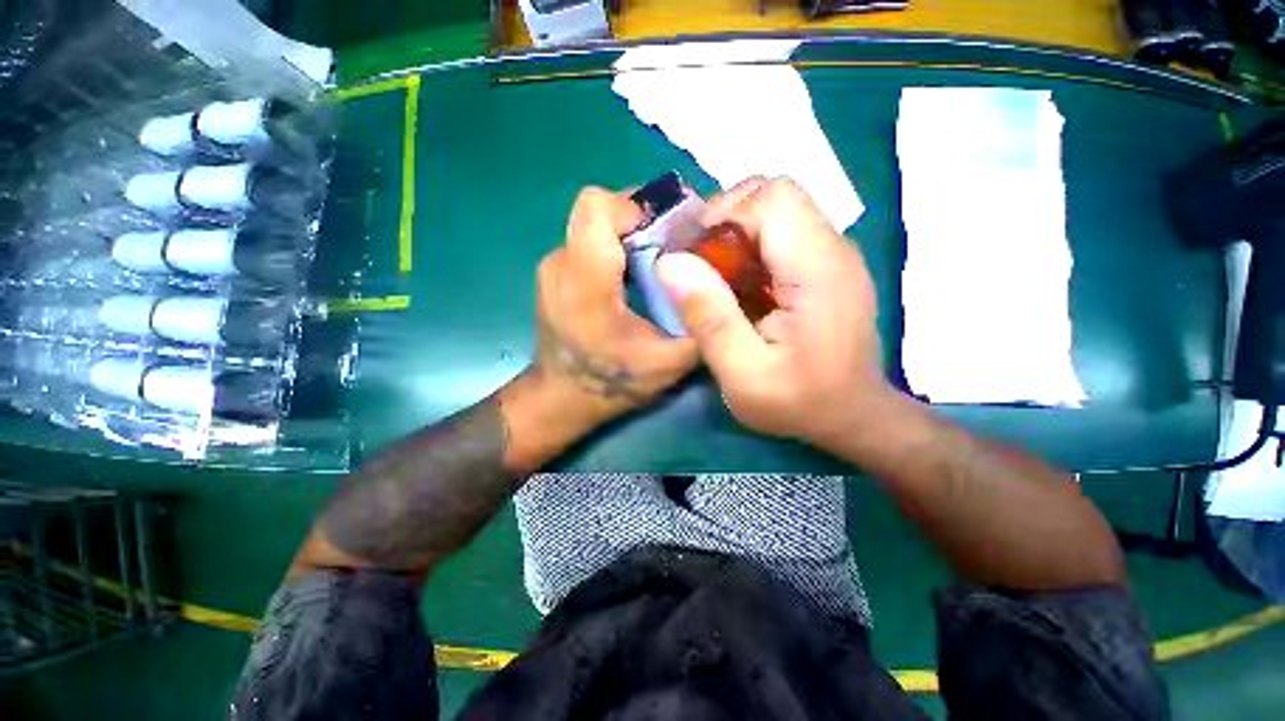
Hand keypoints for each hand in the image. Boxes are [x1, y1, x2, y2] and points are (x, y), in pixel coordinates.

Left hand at [533, 187, 698, 429]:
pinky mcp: (554, 274)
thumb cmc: (611, 383)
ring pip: (593, 224)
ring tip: (654, 261)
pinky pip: (586, 241)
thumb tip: (728, 292)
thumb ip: (701, 328)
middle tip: (669, 244)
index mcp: (586, 283)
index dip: (636, 207)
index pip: (597, 207)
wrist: (562, 398)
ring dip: (628, 233)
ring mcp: (552, 267)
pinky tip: (633, 276)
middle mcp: (560, 264)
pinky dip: (614, 247)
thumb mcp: (669, 364)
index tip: (668, 232)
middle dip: (638, 217)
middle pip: (596, 209)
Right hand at [655, 177, 892, 448]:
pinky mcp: (827, 265)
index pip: (770, 199)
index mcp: (817, 270)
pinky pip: (783, 233)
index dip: (722, 215)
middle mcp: (833, 248)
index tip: (692, 256)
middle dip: (726, 219)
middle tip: (701, 265)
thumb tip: (668, 263)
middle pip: (774, 194)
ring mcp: (834, 254)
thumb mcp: (742, 373)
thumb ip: (708, 317)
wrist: (852, 416)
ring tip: (717, 278)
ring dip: (736, 234)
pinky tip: (741, 286)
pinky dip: (751, 248)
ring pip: (777, 209)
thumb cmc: (799, 402)